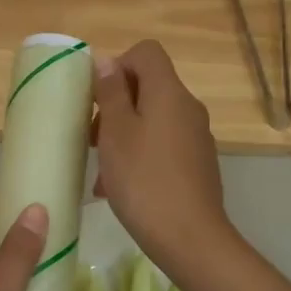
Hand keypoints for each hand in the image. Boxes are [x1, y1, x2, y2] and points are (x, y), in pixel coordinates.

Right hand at [93, 41, 231, 278]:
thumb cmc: (144, 180)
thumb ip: (111, 93)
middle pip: (148, 87)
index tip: (98, 98)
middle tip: (92, 139)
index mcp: (169, 93)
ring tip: (101, 172)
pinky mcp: (197, 164)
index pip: (146, 52)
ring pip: (153, 121)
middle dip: (116, 107)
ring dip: (123, 137)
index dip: (118, 65)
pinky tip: (120, 188)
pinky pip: (163, 146)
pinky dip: (140, 156)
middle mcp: (188, 108)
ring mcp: (196, 138)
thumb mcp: (116, 133)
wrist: (189, 237)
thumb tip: (107, 61)